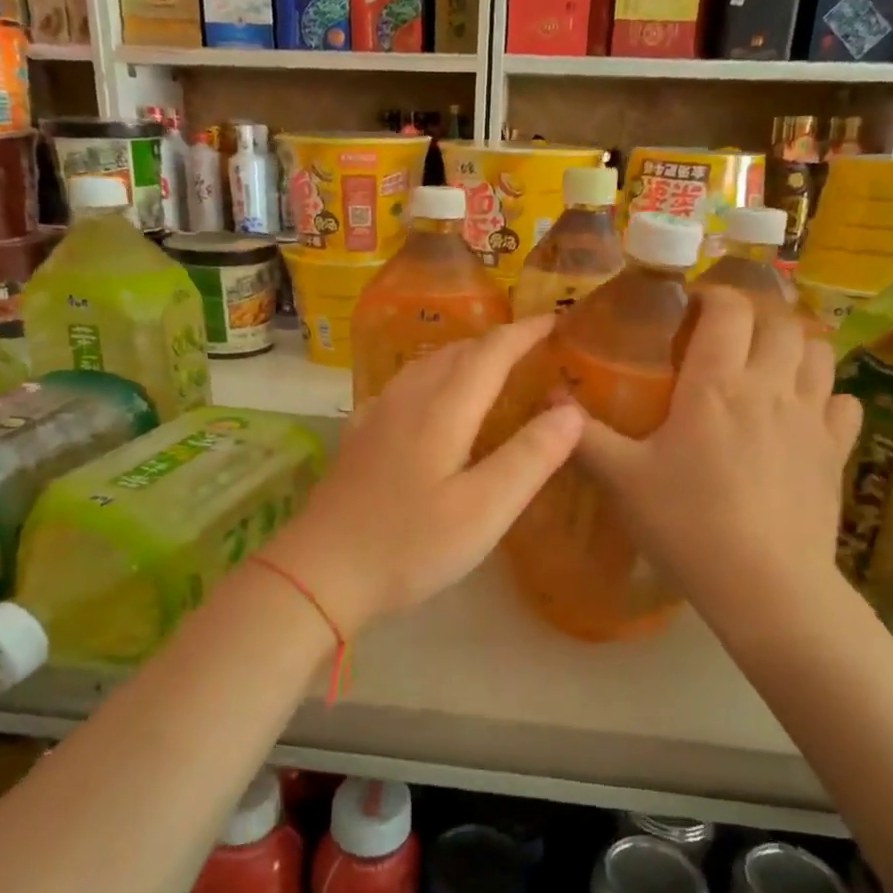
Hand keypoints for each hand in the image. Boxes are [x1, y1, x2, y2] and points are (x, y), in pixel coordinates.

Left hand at [265, 317, 583, 633]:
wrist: (321, 571)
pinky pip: (402, 388)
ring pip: (425, 366)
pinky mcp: (359, 439)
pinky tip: (429, 401)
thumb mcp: (484, 509)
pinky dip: (430, 379)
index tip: (554, 321)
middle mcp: (407, 400)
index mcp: (443, 409)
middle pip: (455, 352)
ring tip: (487, 367)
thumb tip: (571, 410)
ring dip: (462, 357)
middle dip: (496, 342)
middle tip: (530, 348)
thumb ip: (530, 457)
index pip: (490, 353)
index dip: (524, 333)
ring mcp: (376, 417)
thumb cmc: (410, 545)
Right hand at [571, 287, 862, 619]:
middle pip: (779, 322)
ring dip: (794, 347)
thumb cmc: (688, 525)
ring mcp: (812, 418)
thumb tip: (548, 397)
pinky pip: (844, 403)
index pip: (727, 309)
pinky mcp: (836, 452)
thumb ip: (585, 436)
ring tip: (767, 364)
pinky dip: (827, 395)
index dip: (712, 294)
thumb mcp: (623, 481)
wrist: (766, 585)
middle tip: (725, 335)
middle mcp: (771, 387)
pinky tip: (805, 412)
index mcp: (717, 385)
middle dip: (754, 316)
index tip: (690, 304)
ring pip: (819, 353)